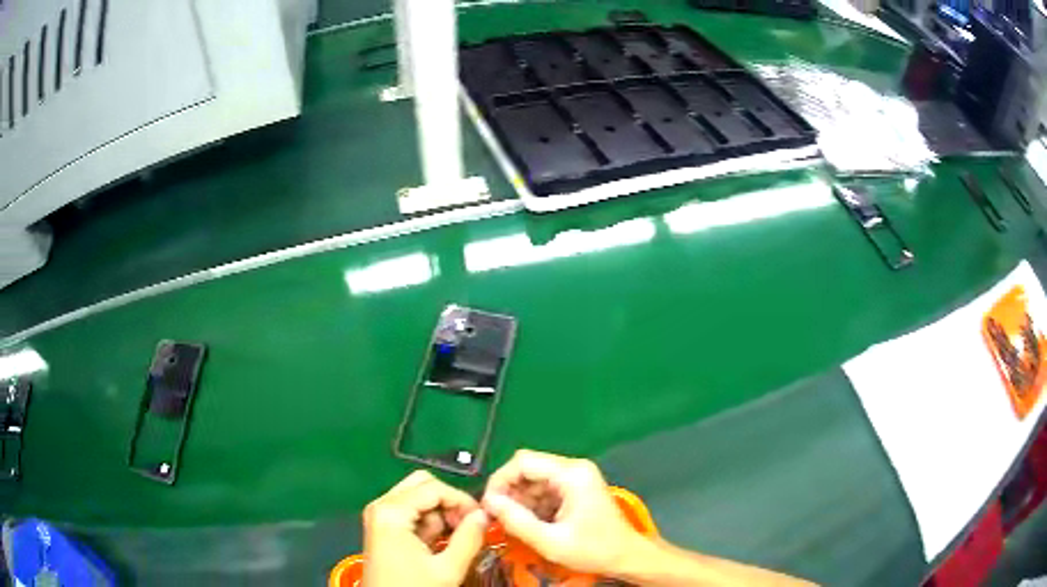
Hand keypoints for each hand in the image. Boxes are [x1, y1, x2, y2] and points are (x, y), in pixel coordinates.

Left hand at [363, 470, 488, 586]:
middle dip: (450, 503)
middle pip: (423, 485)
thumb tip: (484, 515)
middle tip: (468, 527)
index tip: (483, 520)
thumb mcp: (447, 568)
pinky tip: (440, 544)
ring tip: (456, 540)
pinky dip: (429, 523)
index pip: (434, 487)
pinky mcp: (382, 528)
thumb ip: (469, 538)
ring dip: (440, 515)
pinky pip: (410, 513)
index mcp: (391, 510)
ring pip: (418, 498)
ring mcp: (380, 516)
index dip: (462, 500)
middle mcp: (382, 506)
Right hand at [481, 449, 644, 575]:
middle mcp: (574, 468)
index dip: (500, 481)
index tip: (489, 506)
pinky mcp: (576, 489)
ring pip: (534, 480)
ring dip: (520, 501)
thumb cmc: (594, 549)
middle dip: (509, 492)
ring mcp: (576, 478)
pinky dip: (533, 505)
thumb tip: (488, 503)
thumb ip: (517, 521)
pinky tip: (532, 524)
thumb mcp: (551, 541)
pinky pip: (545, 489)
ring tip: (515, 524)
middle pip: (527, 469)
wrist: (628, 556)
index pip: (522, 462)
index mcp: (571, 474)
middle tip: (498, 517)